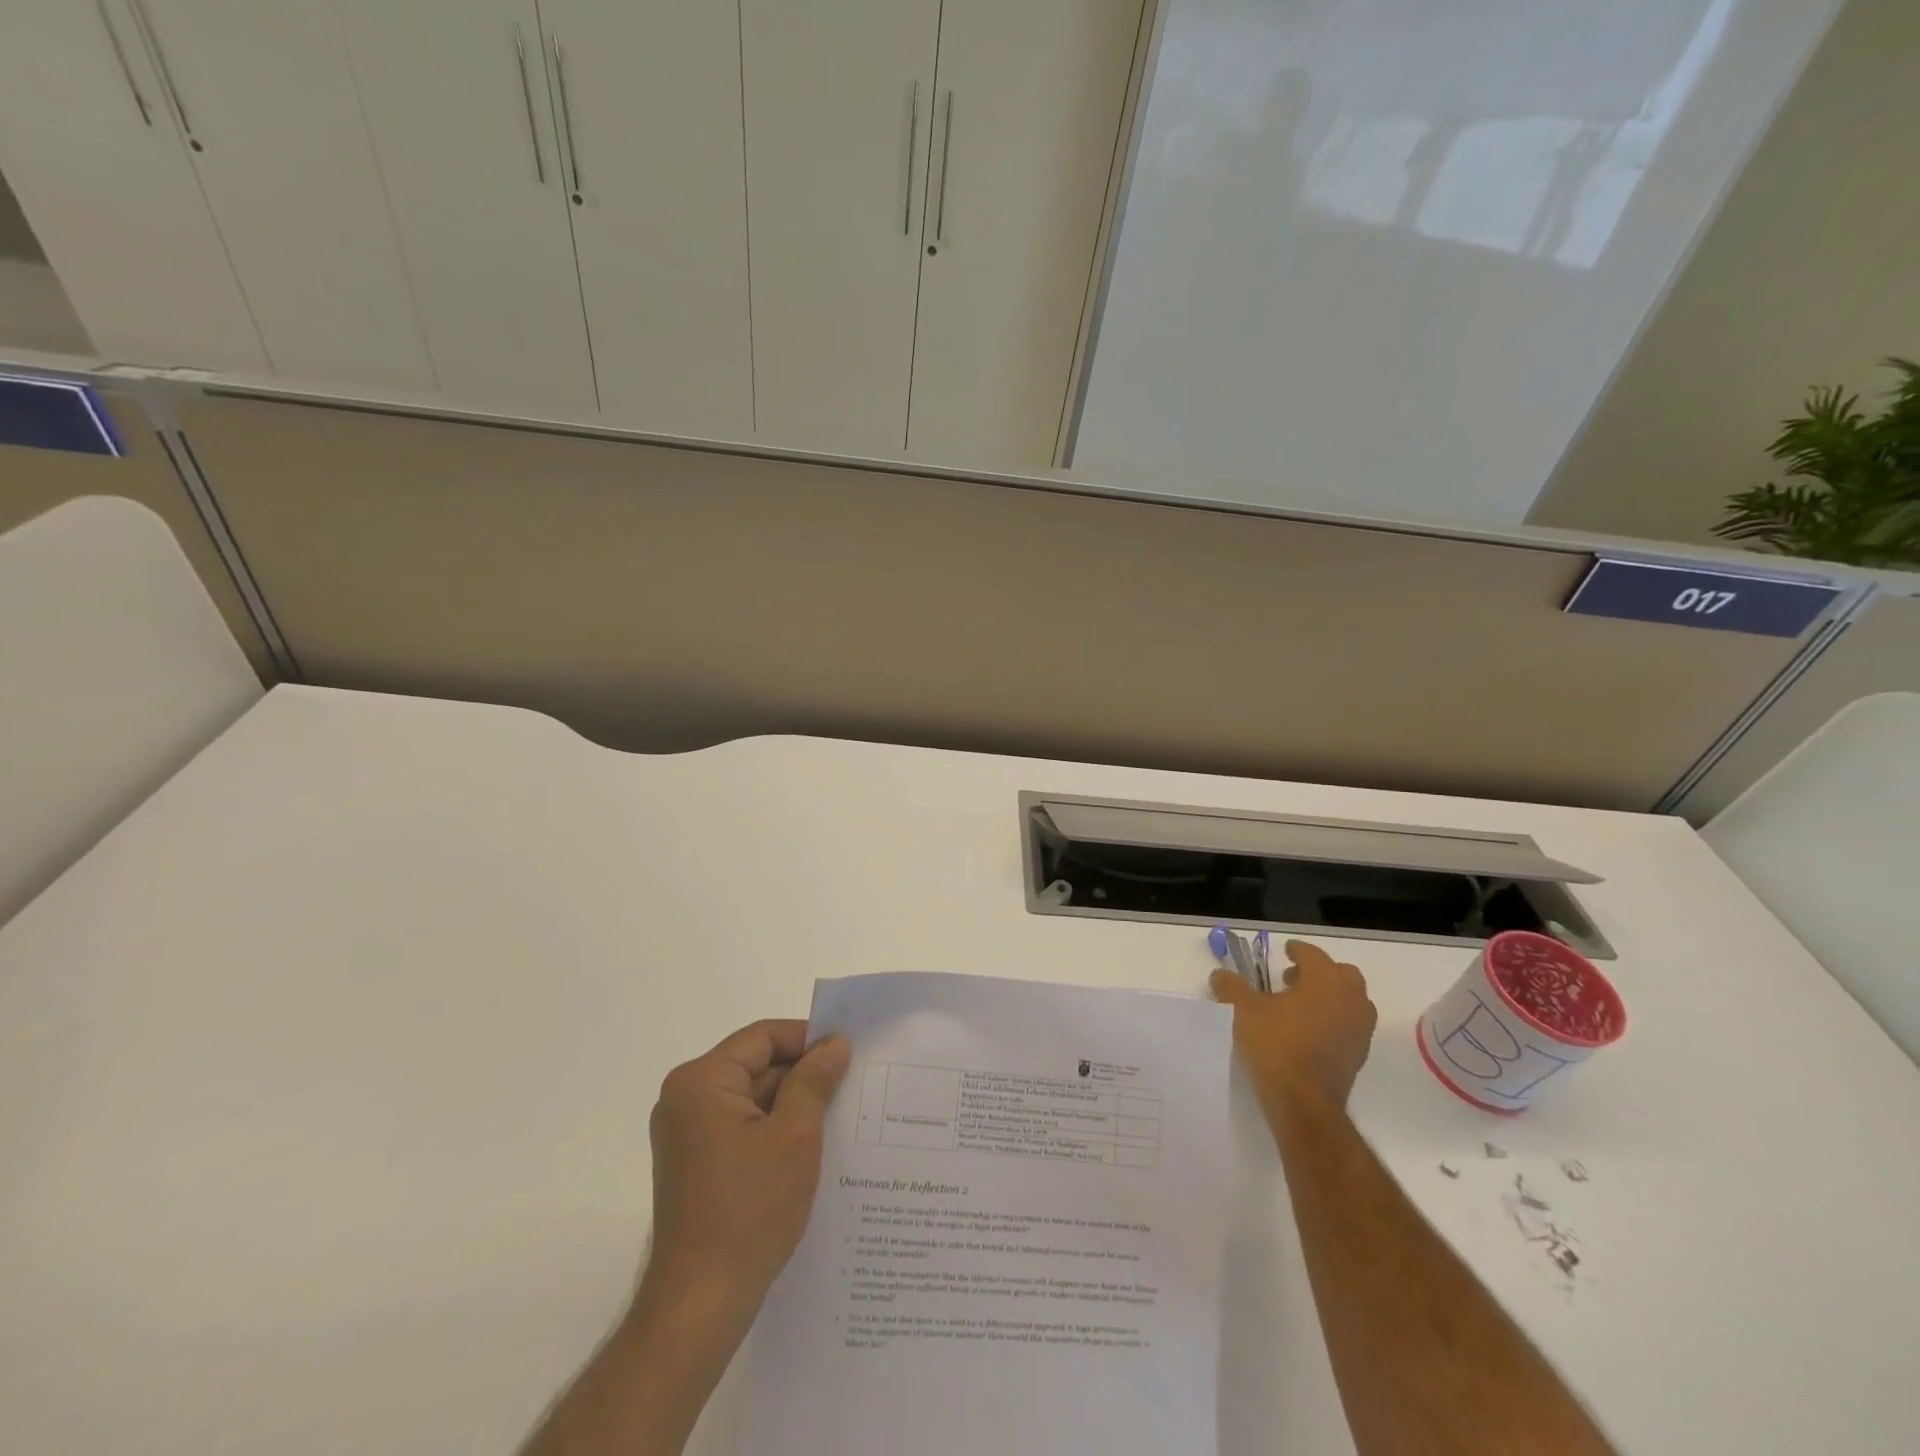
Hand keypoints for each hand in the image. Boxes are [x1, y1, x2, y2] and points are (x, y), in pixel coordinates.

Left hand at [640, 1020, 851, 1322]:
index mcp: (700, 1082)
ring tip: (839, 1115)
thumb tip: (835, 1043)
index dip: (807, 1039)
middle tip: (851, 1084)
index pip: (762, 1037)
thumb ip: (815, 1080)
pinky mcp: (696, 1163)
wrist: (700, 1306)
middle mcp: (686, 1099)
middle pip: (756, 1065)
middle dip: (802, 1074)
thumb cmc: (748, 1211)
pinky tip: (811, 1146)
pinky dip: (774, 1129)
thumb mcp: (794, 1136)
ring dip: (792, 1104)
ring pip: (752, 1098)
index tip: (847, 1053)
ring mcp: (688, 1134)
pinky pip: (742, 1126)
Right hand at [1211, 940, 1376, 1109]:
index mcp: (1326, 980)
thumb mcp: (1244, 1010)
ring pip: (1349, 1000)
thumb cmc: (1276, 1044)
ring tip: (1298, 1006)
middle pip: (1341, 974)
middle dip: (1319, 972)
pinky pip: (1349, 1025)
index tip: (1285, 952)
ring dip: (1328, 997)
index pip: (1313, 954)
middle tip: (1292, 979)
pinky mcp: (1359, 1055)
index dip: (1297, 950)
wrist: (1304, 1102)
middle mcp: (1351, 999)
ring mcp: (1360, 1029)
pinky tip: (1307, 1031)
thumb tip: (1220, 974)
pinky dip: (1333, 1020)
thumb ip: (1232, 986)